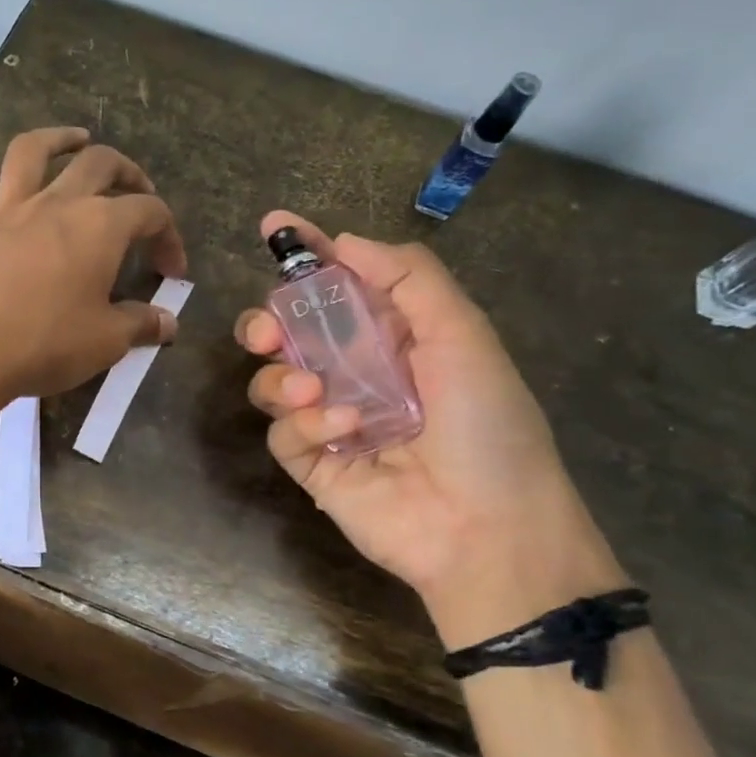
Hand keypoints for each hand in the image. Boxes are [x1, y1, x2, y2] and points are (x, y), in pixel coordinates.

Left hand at [0, 127, 186, 423]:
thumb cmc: (45, 343)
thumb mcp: (106, 341)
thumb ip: (141, 326)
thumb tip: (169, 323)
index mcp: (99, 227)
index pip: (149, 213)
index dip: (169, 236)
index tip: (172, 271)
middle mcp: (54, 206)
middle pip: (97, 166)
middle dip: (125, 171)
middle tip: (136, 188)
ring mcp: (5, 215)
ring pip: (29, 156)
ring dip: (56, 140)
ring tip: (75, 139)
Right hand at [237, 212, 623, 648]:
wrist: (488, 530)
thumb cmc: (486, 425)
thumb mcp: (462, 336)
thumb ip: (408, 278)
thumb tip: (343, 243)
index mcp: (394, 338)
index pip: (340, 285)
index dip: (308, 254)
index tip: (273, 226)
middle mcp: (355, 374)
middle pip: (288, 333)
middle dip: (267, 322)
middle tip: (267, 331)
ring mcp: (330, 421)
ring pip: (273, 381)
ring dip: (282, 378)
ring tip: (311, 391)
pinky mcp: (313, 465)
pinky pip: (281, 432)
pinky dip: (303, 424)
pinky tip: (342, 431)